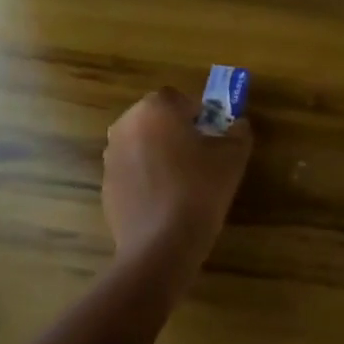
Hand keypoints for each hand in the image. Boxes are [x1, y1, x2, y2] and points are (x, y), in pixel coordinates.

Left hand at [103, 88, 252, 289]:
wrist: (160, 245)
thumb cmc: (200, 189)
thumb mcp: (234, 156)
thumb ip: (238, 132)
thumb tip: (238, 125)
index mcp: (156, 108)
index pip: (180, 98)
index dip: (199, 114)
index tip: (212, 136)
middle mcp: (126, 125)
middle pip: (157, 118)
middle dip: (176, 130)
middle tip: (200, 155)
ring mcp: (111, 155)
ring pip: (143, 143)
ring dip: (160, 152)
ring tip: (182, 180)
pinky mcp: (105, 184)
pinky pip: (132, 169)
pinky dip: (146, 175)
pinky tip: (165, 199)